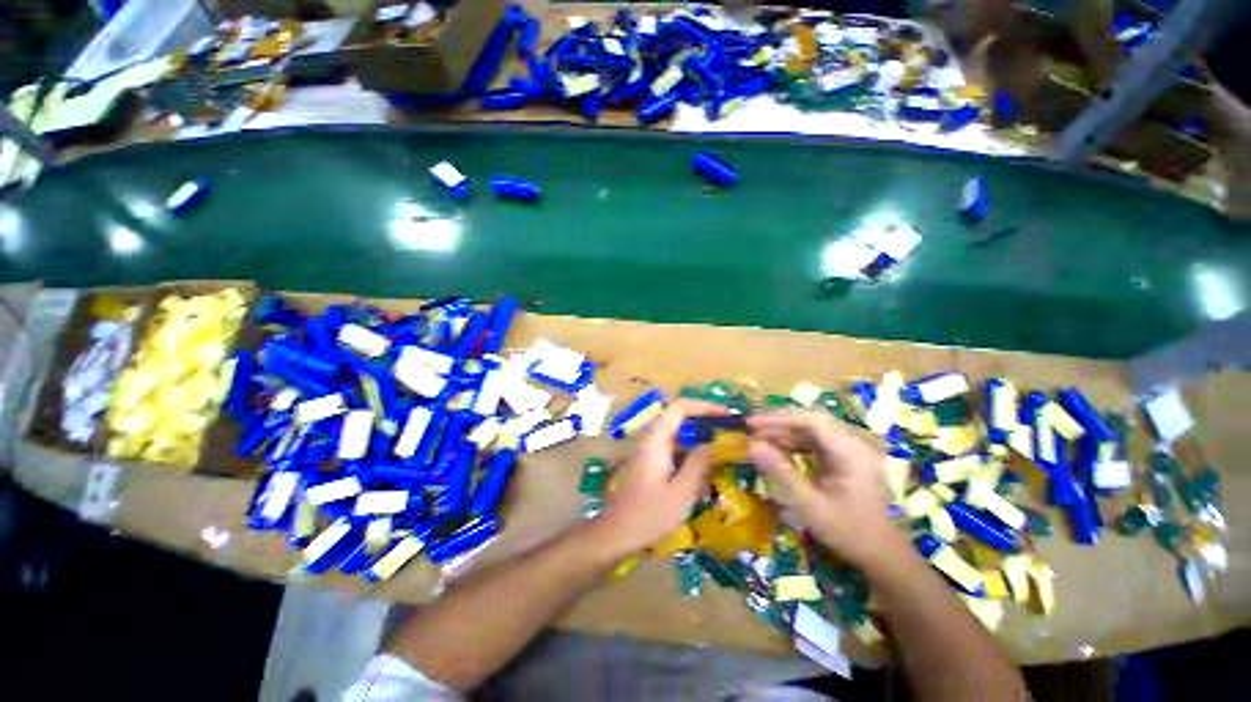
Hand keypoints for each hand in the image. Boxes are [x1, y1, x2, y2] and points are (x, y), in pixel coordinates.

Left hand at [591, 399, 728, 555]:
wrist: (616, 534)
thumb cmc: (649, 514)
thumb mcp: (681, 491)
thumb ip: (699, 463)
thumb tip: (714, 443)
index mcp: (656, 440)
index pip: (679, 408)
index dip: (704, 406)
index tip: (726, 414)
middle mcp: (651, 440)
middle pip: (679, 420)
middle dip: (705, 423)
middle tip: (729, 432)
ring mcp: (649, 452)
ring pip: (678, 437)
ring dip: (699, 442)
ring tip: (723, 452)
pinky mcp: (650, 465)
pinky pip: (673, 452)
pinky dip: (690, 457)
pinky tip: (706, 474)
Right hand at [747, 410, 909, 571]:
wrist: (883, 556)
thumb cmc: (849, 532)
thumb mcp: (811, 506)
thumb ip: (781, 473)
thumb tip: (751, 446)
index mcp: (850, 452)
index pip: (811, 420)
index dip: (778, 419)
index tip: (751, 424)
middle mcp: (852, 444)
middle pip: (810, 421)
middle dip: (778, 423)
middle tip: (750, 429)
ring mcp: (849, 451)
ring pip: (811, 431)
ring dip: (784, 433)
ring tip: (759, 440)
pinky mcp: (844, 459)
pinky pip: (815, 442)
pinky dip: (793, 444)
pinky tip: (777, 452)